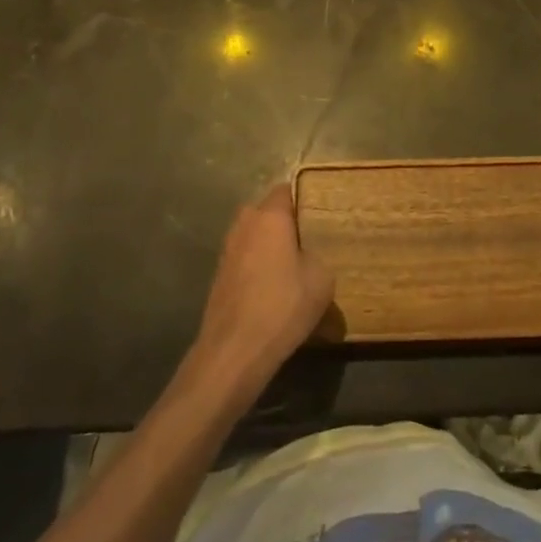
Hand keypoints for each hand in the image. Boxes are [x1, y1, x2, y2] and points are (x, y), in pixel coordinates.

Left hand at [189, 185, 332, 405]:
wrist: (234, 351)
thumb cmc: (283, 306)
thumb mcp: (321, 279)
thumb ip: (317, 255)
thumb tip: (306, 256)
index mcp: (269, 216)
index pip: (285, 189)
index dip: (303, 198)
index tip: (319, 213)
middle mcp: (244, 224)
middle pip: (267, 212)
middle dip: (285, 222)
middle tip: (308, 240)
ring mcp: (227, 249)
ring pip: (254, 236)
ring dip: (269, 245)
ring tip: (292, 267)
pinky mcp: (219, 275)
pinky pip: (245, 258)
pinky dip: (257, 266)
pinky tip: (272, 288)